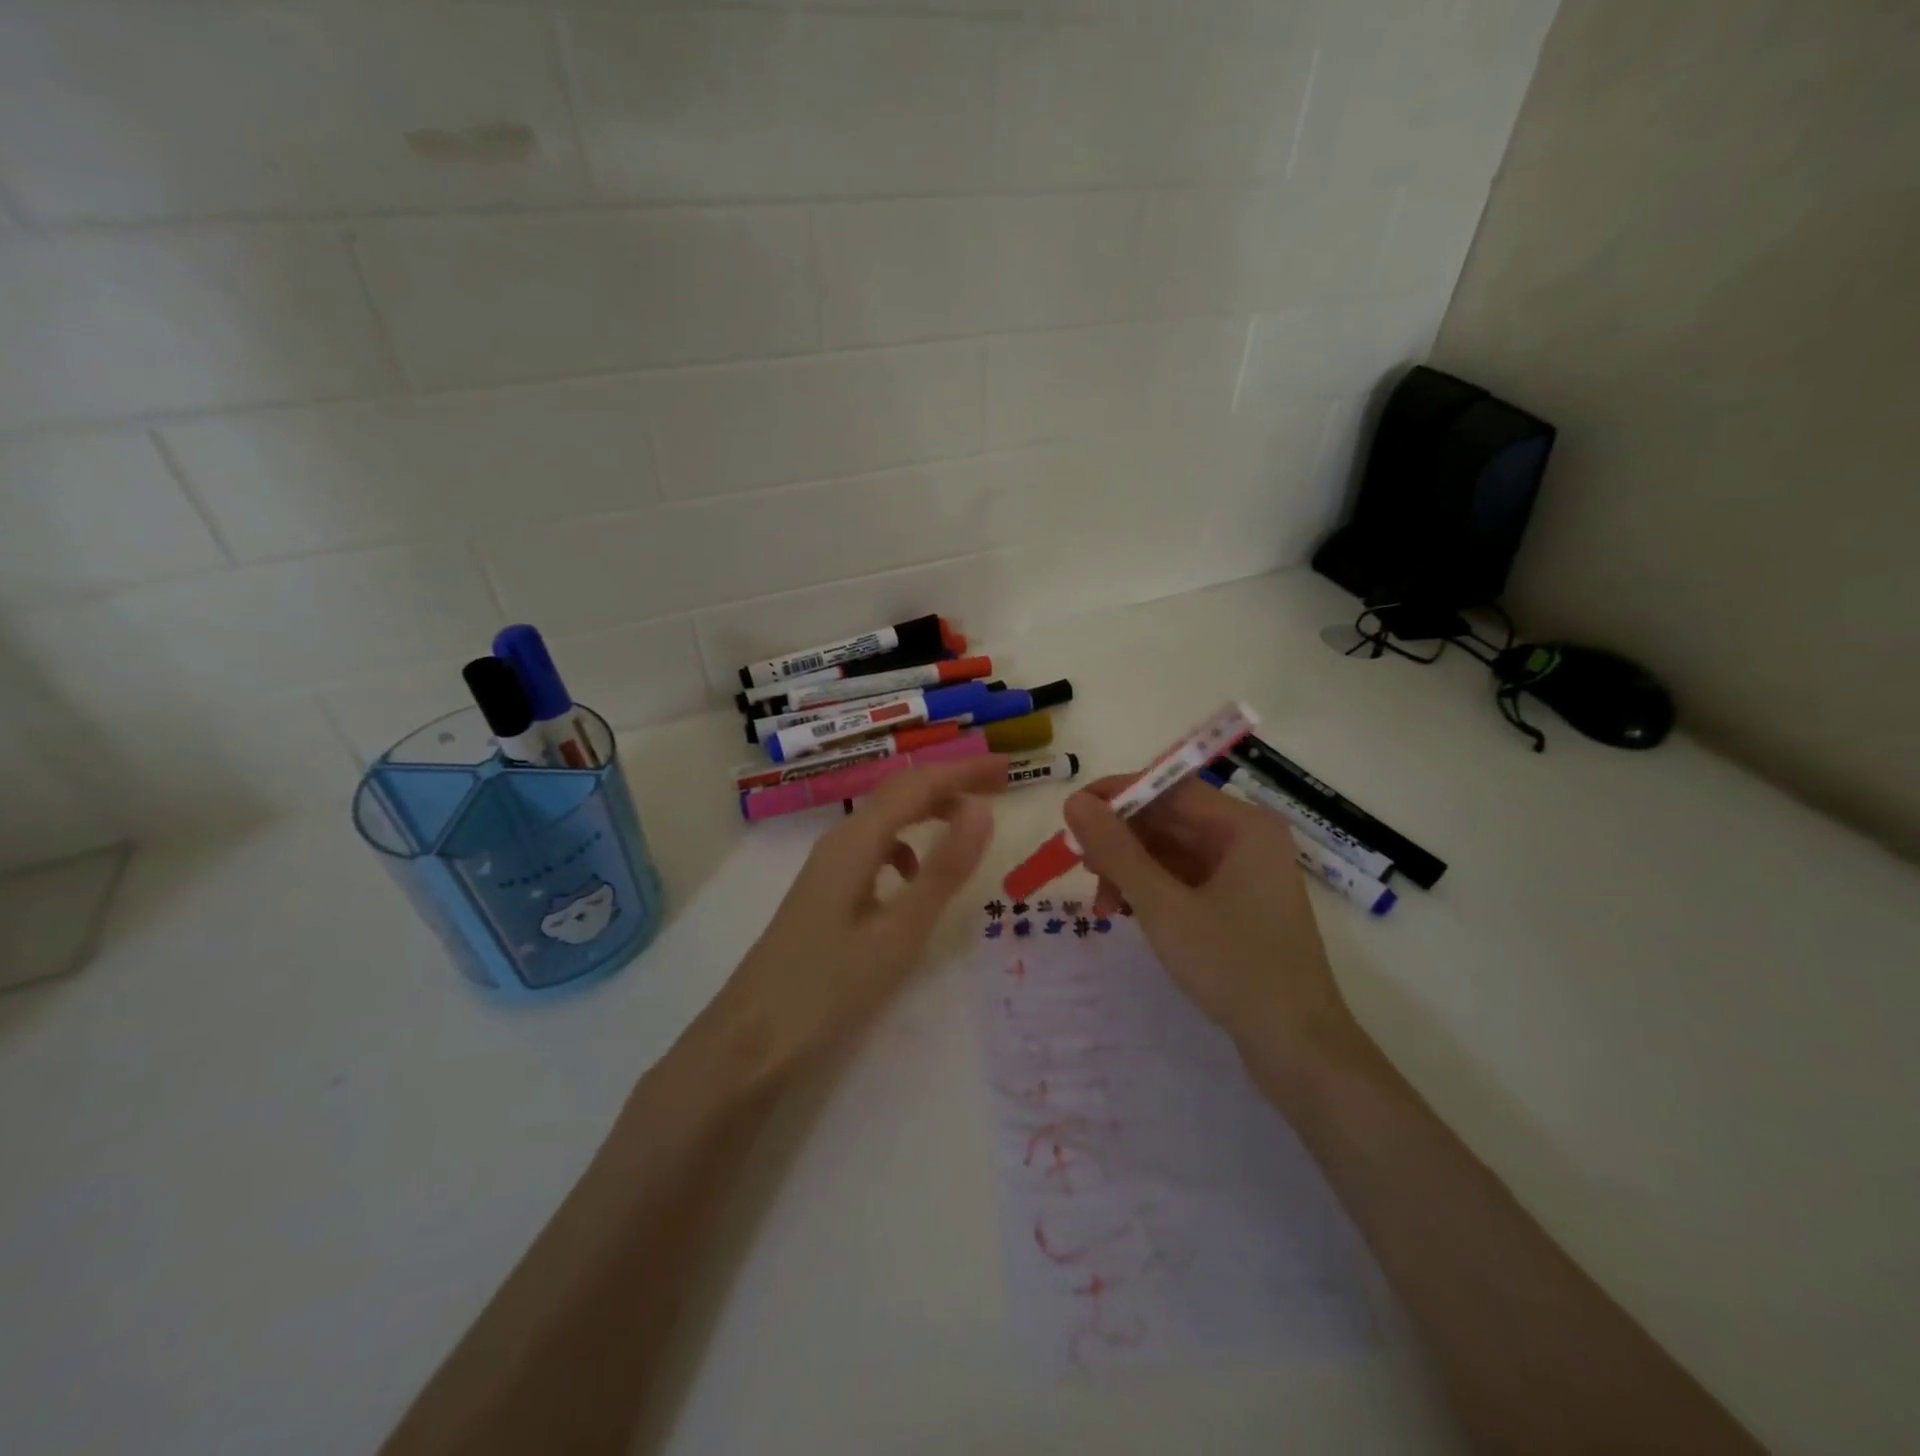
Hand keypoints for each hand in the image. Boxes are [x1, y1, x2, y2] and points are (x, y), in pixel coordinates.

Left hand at [709, 757, 1004, 1084]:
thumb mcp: (899, 932)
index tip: (1008, 769)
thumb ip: (943, 870)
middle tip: (998, 786)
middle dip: (950, 782)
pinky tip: (915, 875)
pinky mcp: (825, 890)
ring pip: (886, 818)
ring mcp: (828, 866)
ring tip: (968, 824)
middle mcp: (839, 841)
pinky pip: (873, 847)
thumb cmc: (829, 987)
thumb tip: (983, 810)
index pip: (918, 785)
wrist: (752, 1037)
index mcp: (856, 842)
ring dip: (929, 810)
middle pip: (900, 793)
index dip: (964, 771)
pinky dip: (906, 844)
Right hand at [1063, 776, 1356, 1057]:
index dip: (1116, 795)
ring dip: (1131, 870)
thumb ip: (1116, 850)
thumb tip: (1074, 800)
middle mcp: (1247, 839)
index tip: (1072, 815)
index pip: (1169, 786)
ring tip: (1101, 905)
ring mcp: (1244, 873)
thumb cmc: (1233, 967)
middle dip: (1120, 841)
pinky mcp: (1238, 904)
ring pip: (1171, 851)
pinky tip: (1126, 913)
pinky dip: (1151, 890)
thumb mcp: (1163, 906)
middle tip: (1079, 867)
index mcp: (1243, 825)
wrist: (1297, 1048)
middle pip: (1169, 819)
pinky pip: (1184, 879)